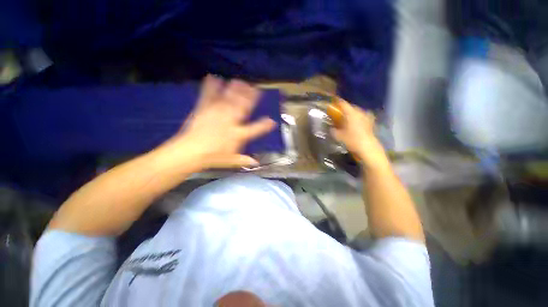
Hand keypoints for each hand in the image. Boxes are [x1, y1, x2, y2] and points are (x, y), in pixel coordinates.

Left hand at [163, 76, 275, 169]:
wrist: (190, 152)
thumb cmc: (213, 157)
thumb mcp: (230, 161)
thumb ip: (244, 160)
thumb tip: (256, 163)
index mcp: (238, 135)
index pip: (255, 129)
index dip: (264, 125)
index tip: (272, 121)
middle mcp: (230, 122)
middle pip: (242, 108)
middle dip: (249, 97)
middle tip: (255, 88)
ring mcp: (217, 114)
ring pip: (228, 100)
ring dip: (235, 90)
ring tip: (240, 81)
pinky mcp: (204, 110)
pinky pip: (209, 97)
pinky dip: (211, 87)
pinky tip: (213, 78)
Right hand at [330, 99, 387, 167]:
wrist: (368, 147)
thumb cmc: (352, 140)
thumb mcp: (338, 136)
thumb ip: (333, 130)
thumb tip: (331, 128)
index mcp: (351, 113)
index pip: (343, 103)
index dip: (337, 102)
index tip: (332, 102)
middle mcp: (359, 112)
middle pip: (350, 107)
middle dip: (344, 109)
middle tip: (338, 113)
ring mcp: (366, 116)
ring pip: (356, 112)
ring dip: (351, 113)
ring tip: (346, 118)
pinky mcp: (370, 122)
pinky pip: (361, 116)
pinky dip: (357, 118)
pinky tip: (354, 123)